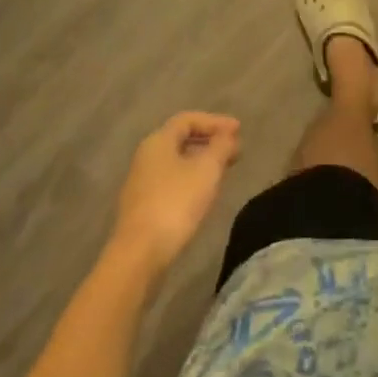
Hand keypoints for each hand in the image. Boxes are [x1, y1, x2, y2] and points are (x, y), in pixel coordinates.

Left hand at [112, 112, 241, 271]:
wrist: (138, 256)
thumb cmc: (175, 203)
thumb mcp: (207, 170)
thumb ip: (221, 147)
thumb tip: (228, 135)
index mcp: (159, 141)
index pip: (188, 119)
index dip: (215, 121)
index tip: (239, 131)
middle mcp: (146, 156)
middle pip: (182, 140)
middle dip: (210, 142)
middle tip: (234, 151)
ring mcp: (141, 184)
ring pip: (177, 162)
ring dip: (202, 162)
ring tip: (223, 171)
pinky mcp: (142, 208)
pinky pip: (171, 182)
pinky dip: (191, 180)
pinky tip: (204, 194)